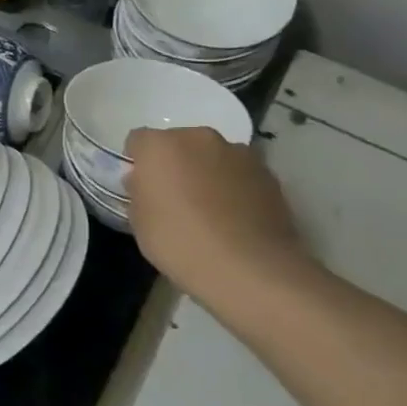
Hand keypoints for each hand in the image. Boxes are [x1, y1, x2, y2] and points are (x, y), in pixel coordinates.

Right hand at [123, 126, 312, 301]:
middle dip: (175, 163)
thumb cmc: (179, 241)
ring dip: (206, 172)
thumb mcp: (138, 221)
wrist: (248, 267)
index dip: (138, 162)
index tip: (141, 187)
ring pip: (212, 156)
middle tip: (174, 197)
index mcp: (160, 146)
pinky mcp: (268, 173)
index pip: (138, 141)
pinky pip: (240, 173)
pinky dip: (234, 187)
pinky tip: (234, 218)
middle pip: (179, 143)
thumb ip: (139, 192)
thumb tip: (144, 182)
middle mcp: (199, 138)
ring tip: (209, 210)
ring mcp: (239, 153)